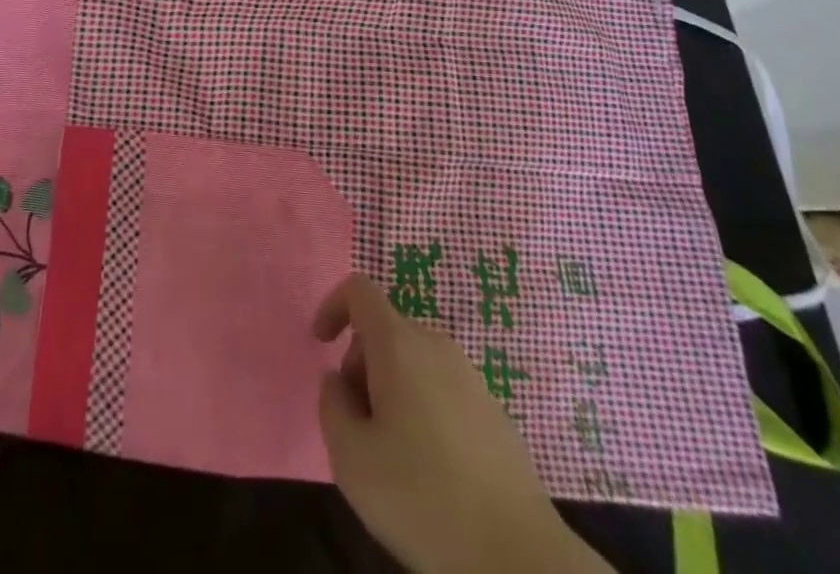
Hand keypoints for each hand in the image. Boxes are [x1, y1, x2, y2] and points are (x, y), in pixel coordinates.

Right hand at [314, 274, 609, 573]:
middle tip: (357, 424)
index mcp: (399, 344)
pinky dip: (422, 409)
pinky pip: (443, 389)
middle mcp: (436, 346)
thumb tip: (339, 381)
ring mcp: (471, 377)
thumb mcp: (351, 457)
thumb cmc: (422, 499)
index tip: (321, 346)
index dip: (333, 306)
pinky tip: (430, 468)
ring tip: (391, 453)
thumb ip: (332, 404)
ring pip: (414, 362)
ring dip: (391, 389)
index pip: (360, 291)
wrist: (518, 557)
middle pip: (386, 331)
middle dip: (361, 364)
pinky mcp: (494, 412)